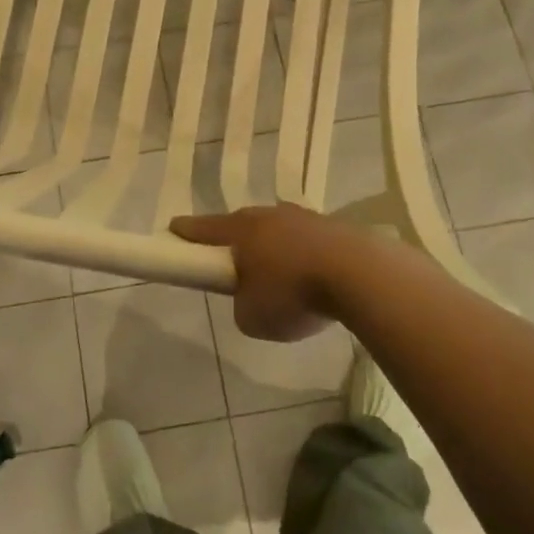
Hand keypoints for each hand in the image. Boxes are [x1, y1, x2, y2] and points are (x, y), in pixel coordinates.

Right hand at [170, 203, 358, 341]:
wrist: (359, 274)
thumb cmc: (294, 293)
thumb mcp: (253, 317)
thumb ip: (242, 306)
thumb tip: (252, 299)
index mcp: (241, 230)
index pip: (203, 228)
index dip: (185, 232)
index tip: (173, 230)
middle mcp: (269, 215)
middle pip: (242, 225)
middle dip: (235, 242)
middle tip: (233, 264)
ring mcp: (304, 218)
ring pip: (277, 230)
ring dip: (273, 248)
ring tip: (280, 277)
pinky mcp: (334, 228)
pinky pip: (308, 241)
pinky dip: (304, 256)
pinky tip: (313, 278)